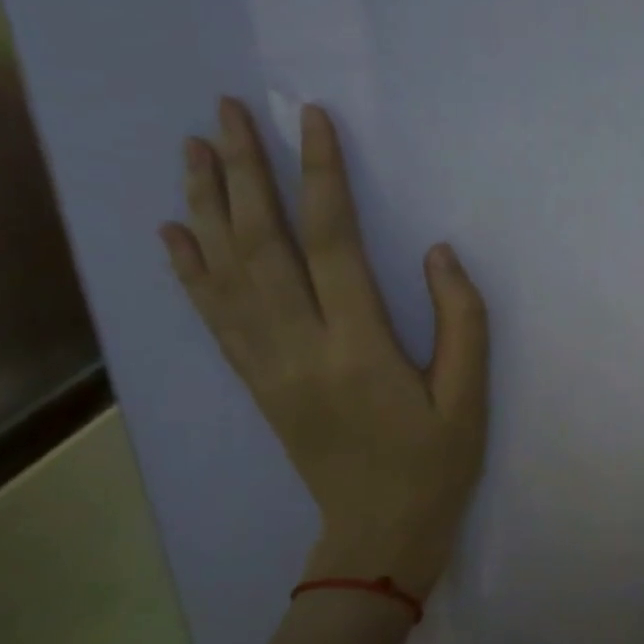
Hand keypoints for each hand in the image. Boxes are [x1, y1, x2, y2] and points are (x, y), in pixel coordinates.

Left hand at [159, 97, 488, 596]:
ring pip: (226, 274)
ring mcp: (268, 366)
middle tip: (227, 112)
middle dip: (245, 173)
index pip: (332, 243)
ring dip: (207, 207)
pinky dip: (190, 271)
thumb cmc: (435, 461)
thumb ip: (461, 319)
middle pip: (262, 246)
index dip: (321, 177)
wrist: (378, 532)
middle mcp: (299, 348)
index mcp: (358, 348)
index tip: (311, 121)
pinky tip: (174, 232)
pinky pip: (214, 318)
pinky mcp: (256, 382)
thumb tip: (437, 253)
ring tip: (194, 150)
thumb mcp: (469, 396)